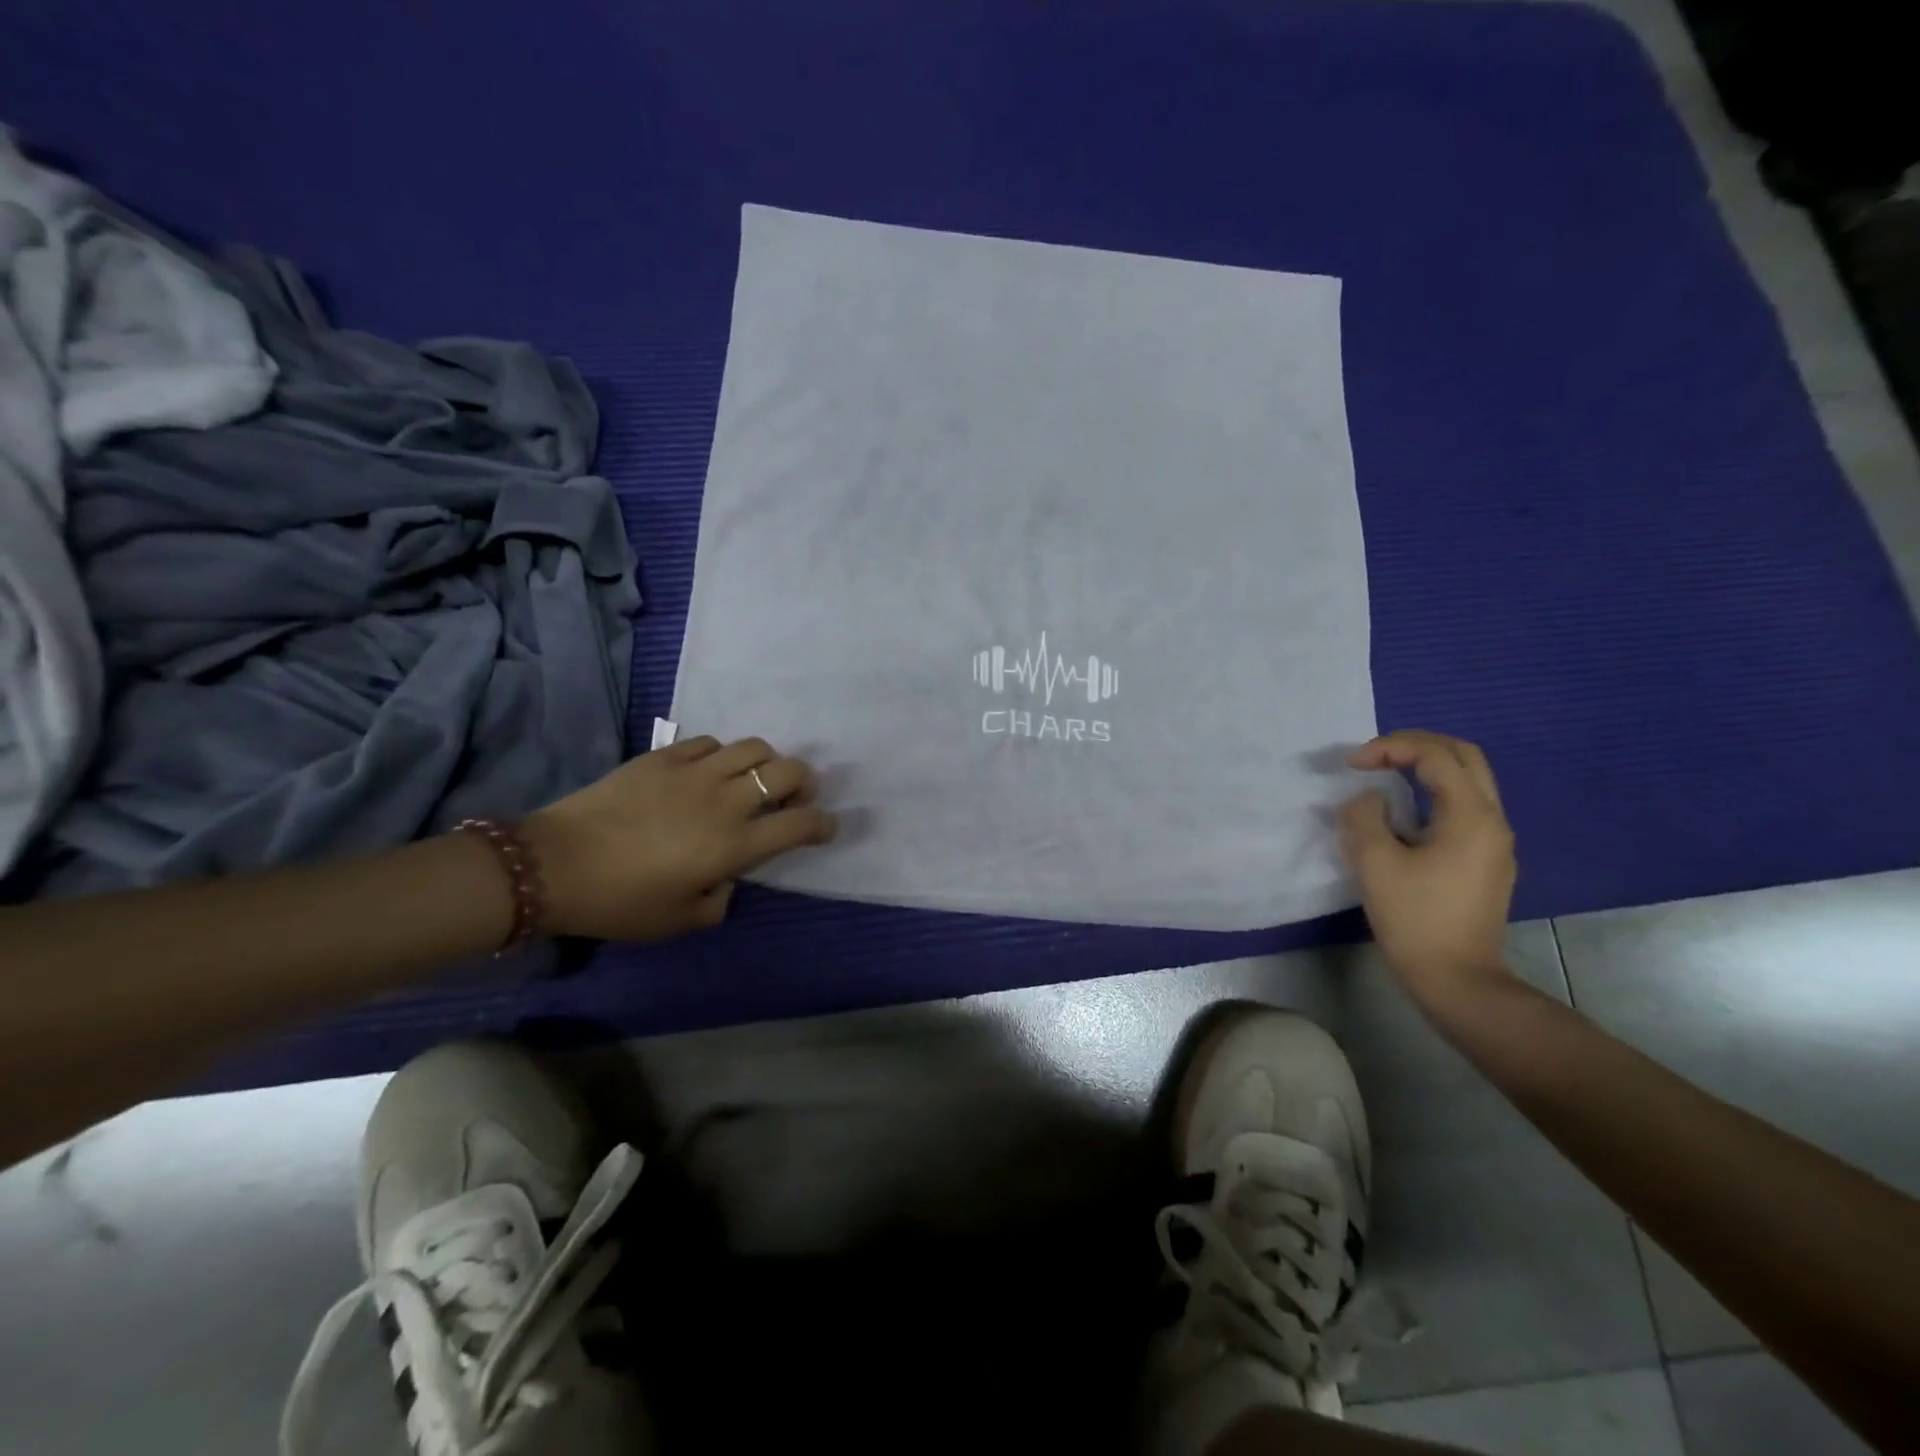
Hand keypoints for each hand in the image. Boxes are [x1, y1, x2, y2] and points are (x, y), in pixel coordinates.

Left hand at [522, 736, 836, 940]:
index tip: (826, 828)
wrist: (554, 865)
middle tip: (796, 798)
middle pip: (788, 771)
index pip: (800, 824)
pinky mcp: (664, 756)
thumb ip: (722, 898)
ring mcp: (694, 772)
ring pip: (753, 747)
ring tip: (754, 780)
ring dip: (767, 763)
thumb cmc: (621, 902)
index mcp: (735, 844)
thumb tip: (727, 873)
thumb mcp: (682, 921)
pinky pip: (710, 743)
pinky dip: (722, 756)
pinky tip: (708, 772)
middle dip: (805, 783)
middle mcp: (725, 800)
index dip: (824, 824)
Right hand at [1337, 730, 1516, 1006]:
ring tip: (1384, 777)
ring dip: (1425, 768)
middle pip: (1463, 757)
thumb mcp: (1374, 862)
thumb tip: (1369, 799)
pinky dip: (1433, 792)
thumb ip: (1365, 816)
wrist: (1457, 978)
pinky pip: (1464, 806)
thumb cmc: (1414, 918)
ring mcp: (1494, 842)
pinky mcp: (1486, 861)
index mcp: (1470, 816)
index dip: (1390, 748)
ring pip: (1467, 781)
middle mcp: (1492, 820)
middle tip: (1374, 756)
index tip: (1352, 764)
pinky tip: (1403, 813)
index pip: (1435, 756)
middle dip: (1416, 746)